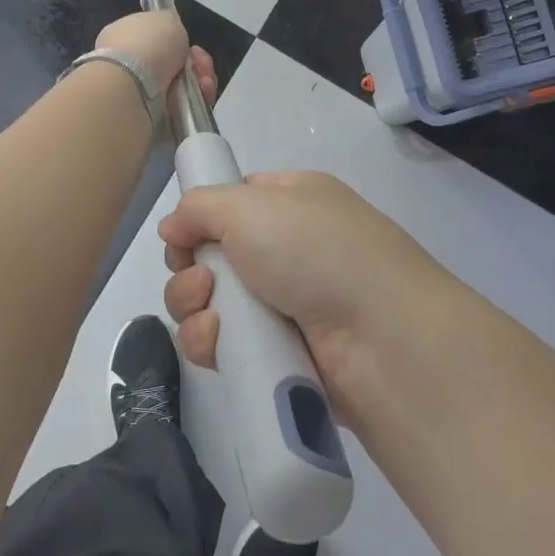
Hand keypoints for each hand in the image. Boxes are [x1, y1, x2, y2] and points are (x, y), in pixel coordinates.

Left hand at [94, 11, 216, 102]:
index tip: (189, 42)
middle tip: (200, 63)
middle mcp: (129, 67)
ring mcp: (140, 95)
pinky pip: (185, 107)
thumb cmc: (147, 44)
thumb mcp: (165, 17)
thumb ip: (169, 24)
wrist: (134, 86)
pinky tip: (203, 93)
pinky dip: (198, 100)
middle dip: (195, 63)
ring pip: (183, 87)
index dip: (176, 40)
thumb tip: (170, 34)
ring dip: (200, 81)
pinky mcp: (154, 118)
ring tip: (205, 81)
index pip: (155, 40)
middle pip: (174, 65)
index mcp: (123, 38)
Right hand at [157, 171, 454, 407]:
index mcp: (292, 201)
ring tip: (212, 310)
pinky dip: (211, 342)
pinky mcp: (278, 354)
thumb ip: (199, 207)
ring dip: (194, 305)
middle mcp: (288, 249)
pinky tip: (219, 342)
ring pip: (210, 302)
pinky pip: (223, 344)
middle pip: (211, 255)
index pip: (232, 201)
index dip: (200, 218)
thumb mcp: (251, 206)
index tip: (183, 236)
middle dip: (190, 267)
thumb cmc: (317, 251)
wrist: (382, 338)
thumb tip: (172, 227)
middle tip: (202, 279)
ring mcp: (285, 303)